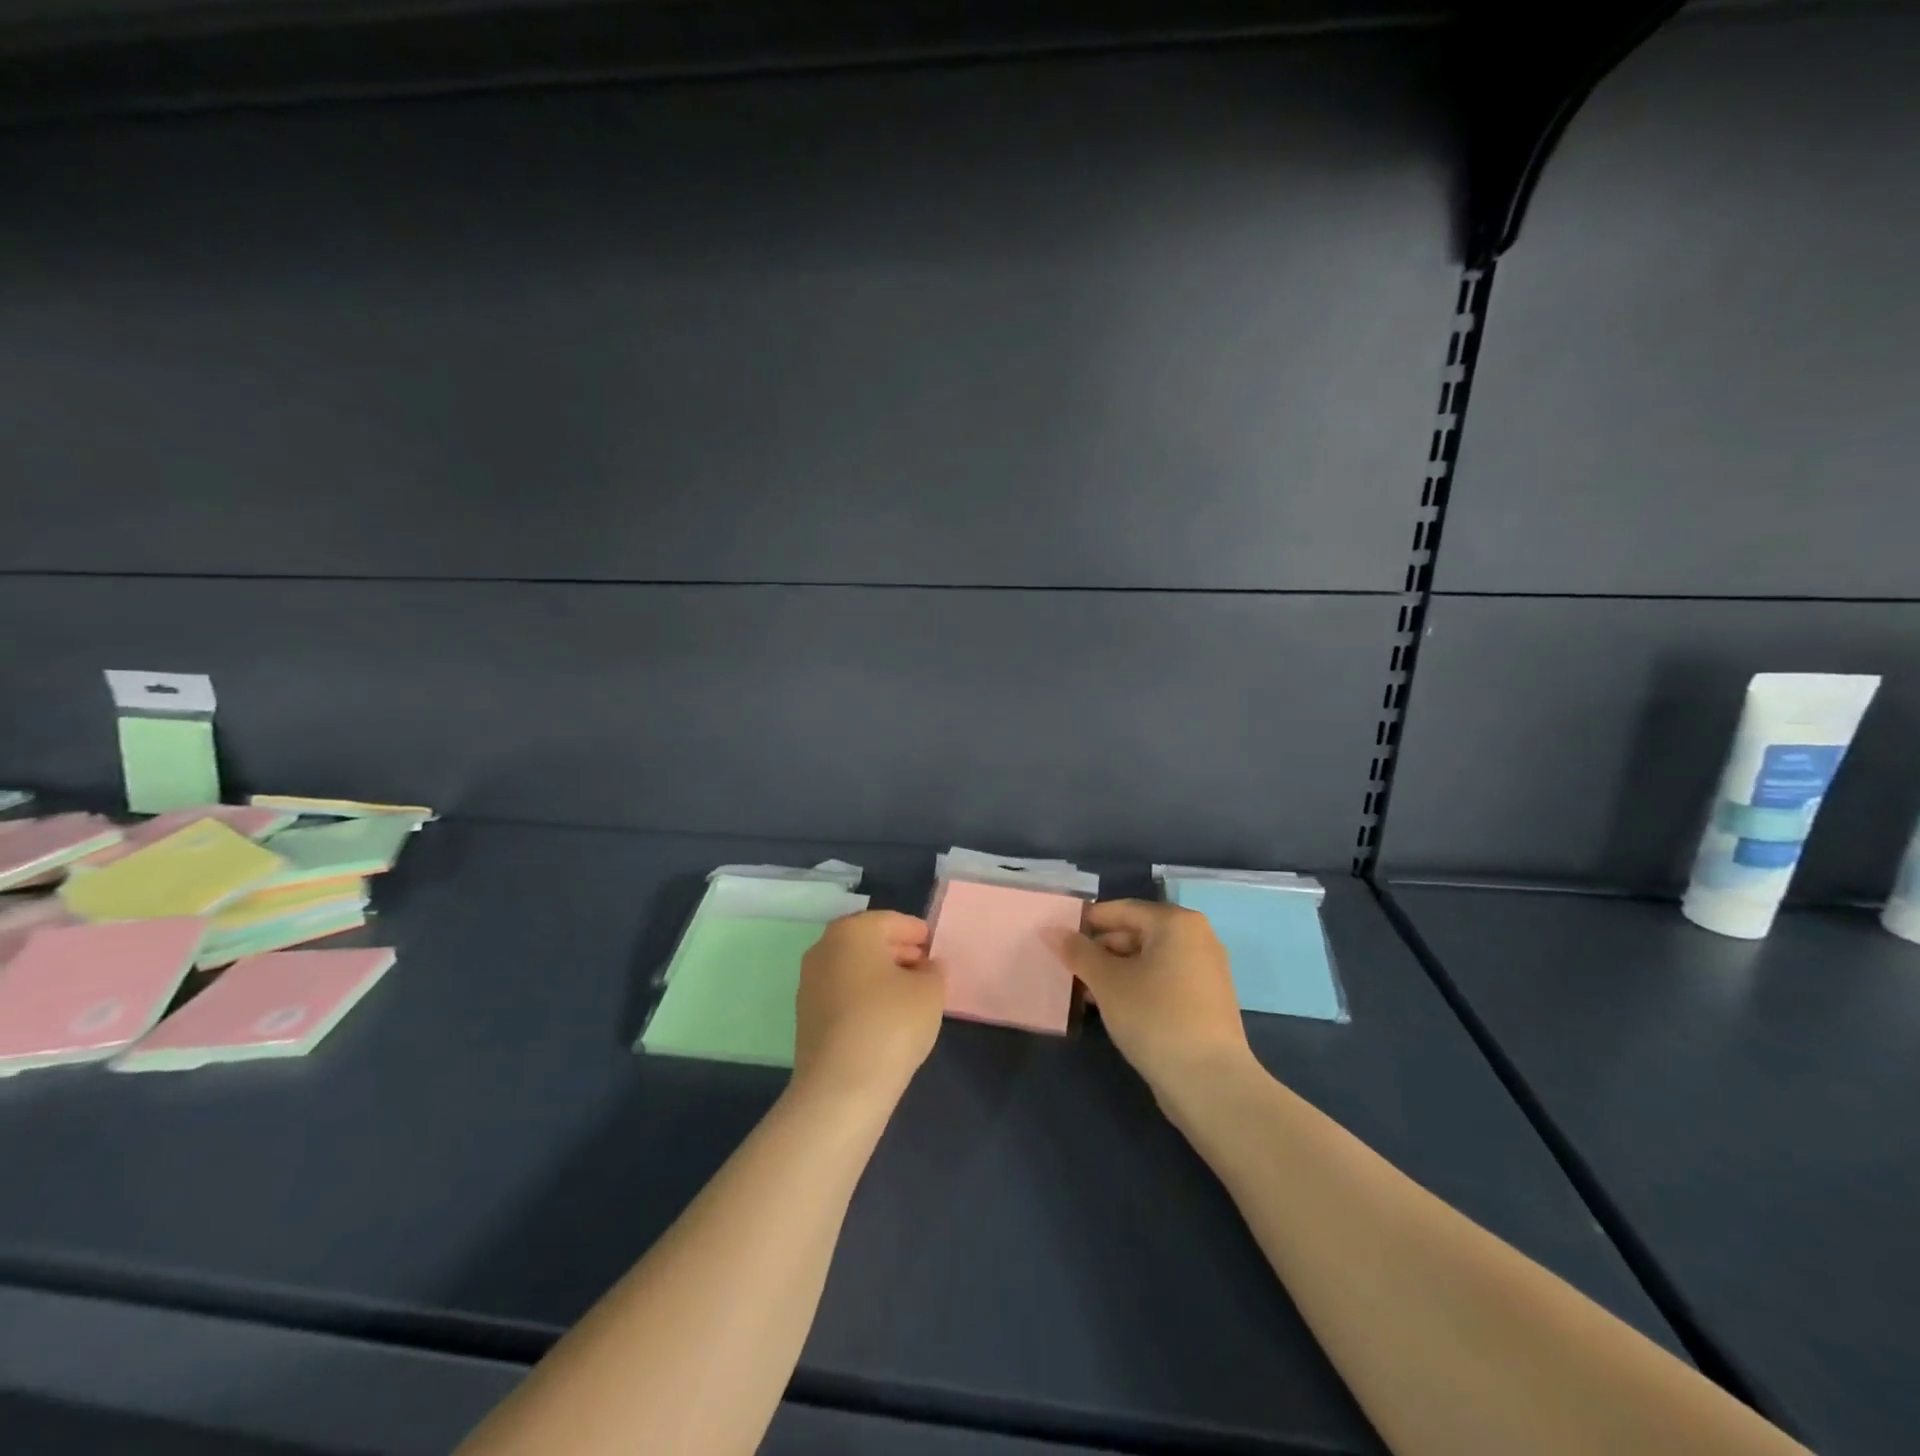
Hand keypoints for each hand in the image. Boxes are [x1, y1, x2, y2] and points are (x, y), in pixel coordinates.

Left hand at [793, 911, 944, 1107]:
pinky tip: (886, 1016)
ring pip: (853, 968)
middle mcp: (824, 949)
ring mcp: (809, 983)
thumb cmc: (891, 1024)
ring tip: (910, 993)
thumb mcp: (930, 992)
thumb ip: (934, 971)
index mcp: (852, 931)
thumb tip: (928, 967)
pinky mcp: (806, 1016)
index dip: (916, 932)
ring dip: (880, 975)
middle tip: (925, 967)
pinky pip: (842, 993)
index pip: (891, 921)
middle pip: (868, 942)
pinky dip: (864, 996)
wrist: (841, 1087)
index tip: (934, 944)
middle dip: (897, 951)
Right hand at [1046, 900, 1252, 1098]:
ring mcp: (1206, 970)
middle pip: (1136, 932)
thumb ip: (1078, 952)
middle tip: (1069, 970)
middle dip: (1101, 950)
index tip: (1059, 939)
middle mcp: (1197, 937)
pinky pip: (1164, 980)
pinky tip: (1114, 1007)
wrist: (1210, 1083)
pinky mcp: (1207, 1000)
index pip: (1121, 910)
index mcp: (1176, 922)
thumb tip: (1053, 931)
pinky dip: (1138, 986)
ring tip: (1086, 993)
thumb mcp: (1107, 982)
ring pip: (1149, 959)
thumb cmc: (1155, 1017)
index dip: (1087, 923)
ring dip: (1116, 972)